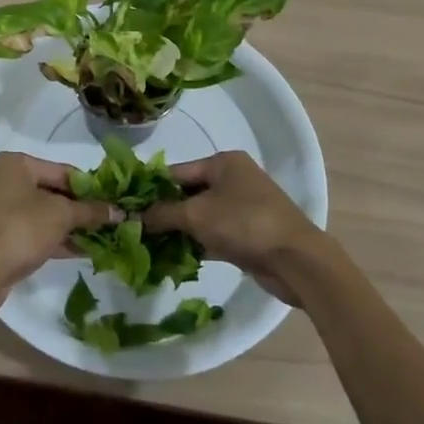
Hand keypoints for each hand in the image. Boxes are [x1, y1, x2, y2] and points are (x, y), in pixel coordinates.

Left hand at [0, 151, 119, 301]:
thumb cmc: (21, 227)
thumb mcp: (61, 215)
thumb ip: (91, 211)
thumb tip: (120, 212)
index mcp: (14, 164)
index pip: (61, 170)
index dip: (89, 186)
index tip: (111, 200)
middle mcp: (2, 181)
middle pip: (51, 192)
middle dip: (79, 209)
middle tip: (107, 220)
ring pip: (41, 214)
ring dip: (69, 226)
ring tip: (100, 237)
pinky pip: (31, 232)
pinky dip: (53, 239)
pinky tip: (81, 250)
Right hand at [142, 150, 324, 304]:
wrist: (296, 260)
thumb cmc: (244, 223)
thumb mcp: (197, 215)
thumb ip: (163, 213)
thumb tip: (133, 216)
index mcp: (223, 162)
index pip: (177, 171)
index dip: (152, 188)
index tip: (127, 204)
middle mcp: (234, 178)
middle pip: (189, 192)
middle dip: (165, 212)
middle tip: (136, 229)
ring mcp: (243, 206)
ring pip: (201, 215)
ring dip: (180, 230)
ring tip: (150, 246)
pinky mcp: (249, 232)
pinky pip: (214, 233)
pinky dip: (197, 243)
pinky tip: (175, 258)